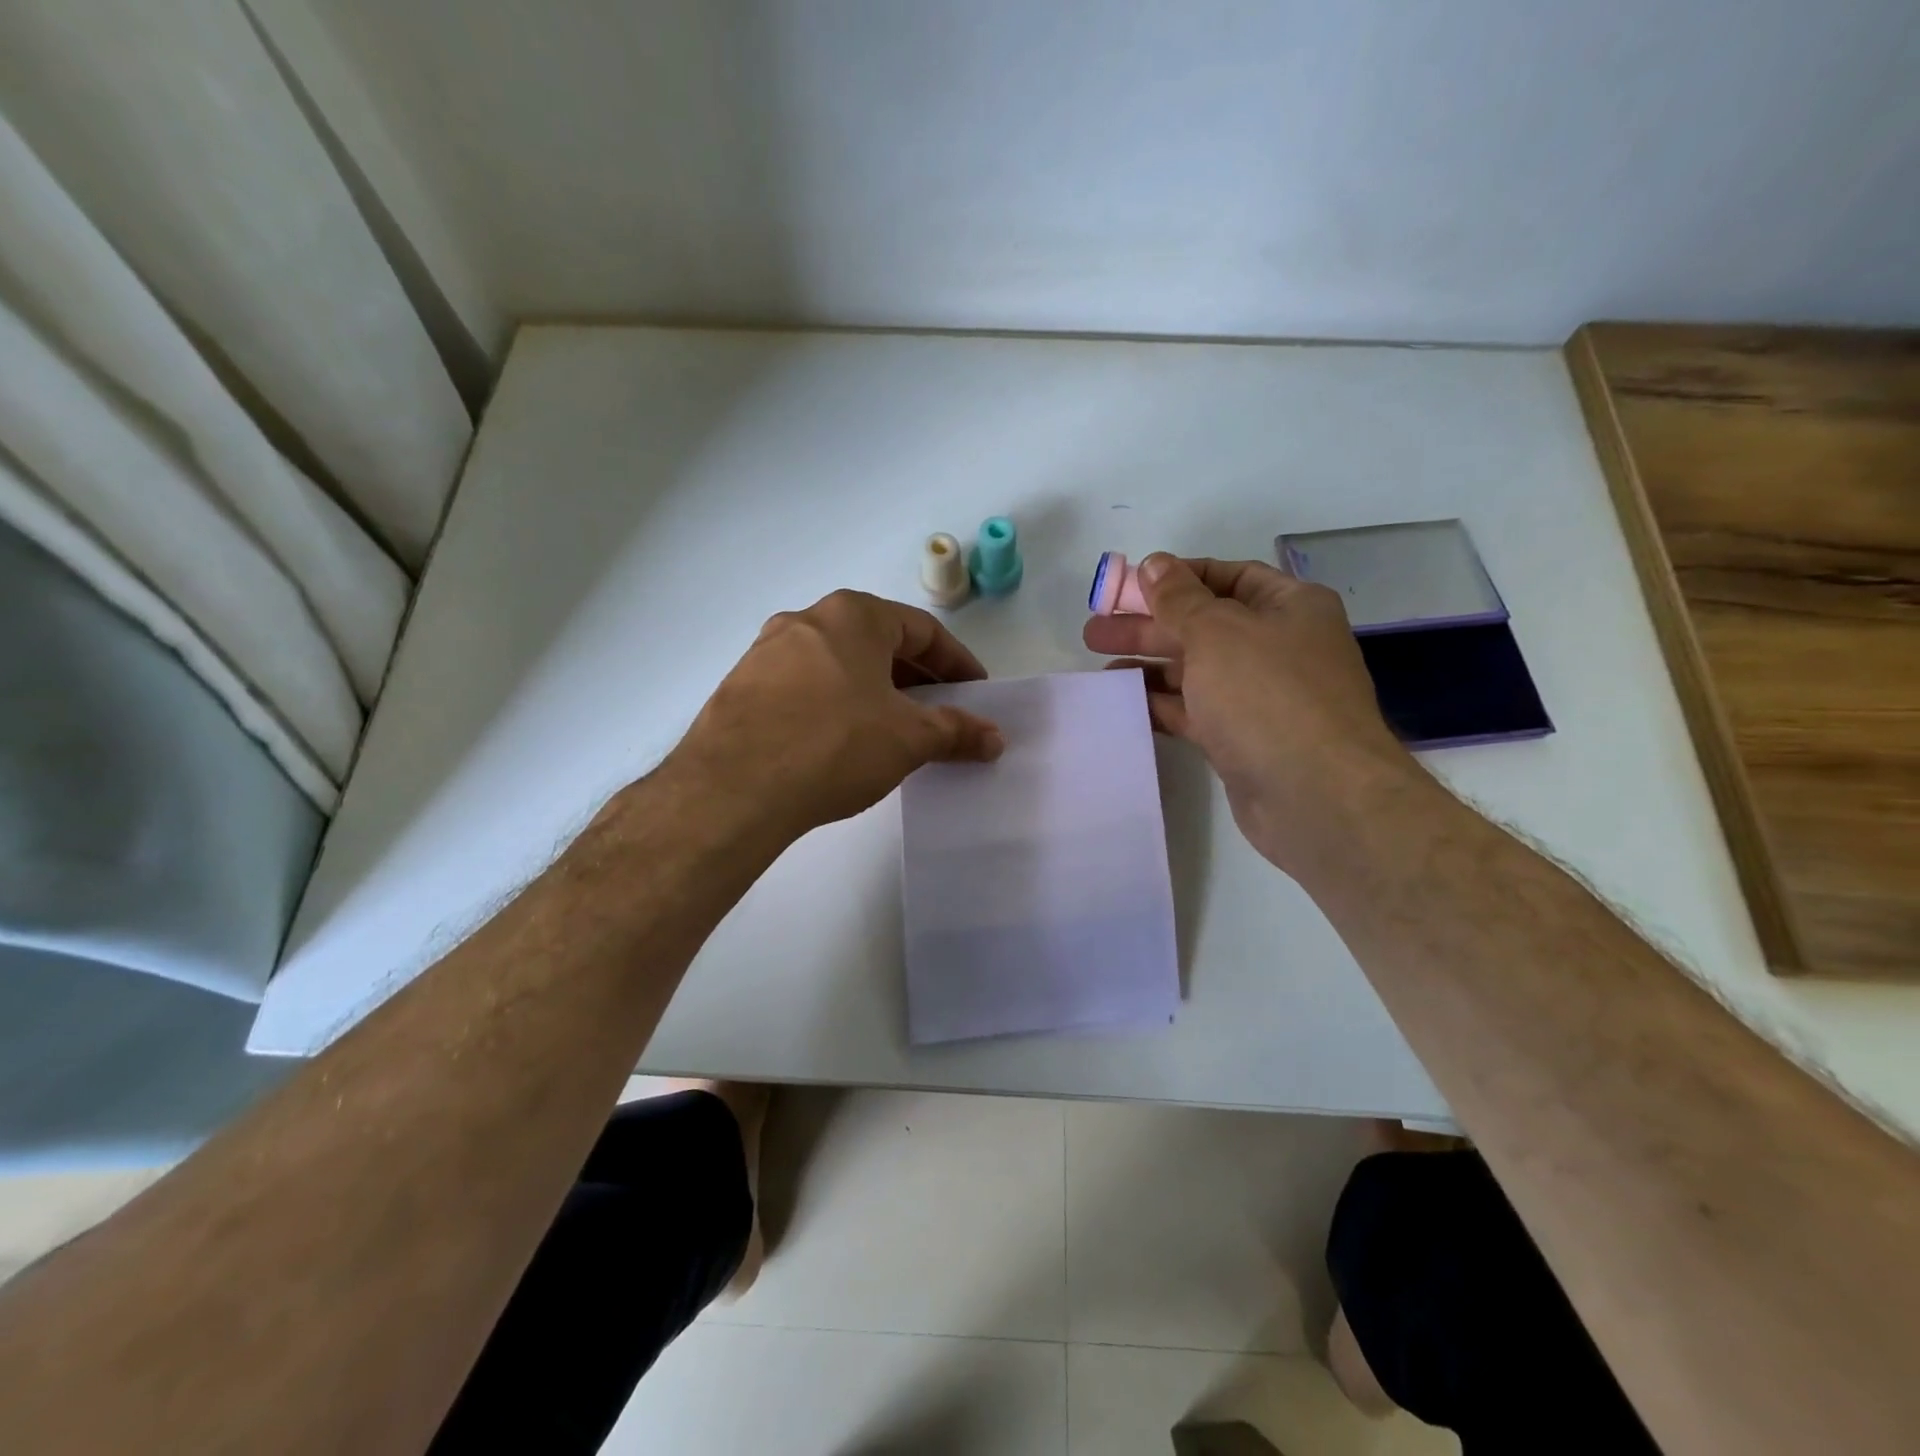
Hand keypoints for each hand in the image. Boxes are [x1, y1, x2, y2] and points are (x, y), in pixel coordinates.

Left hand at [669, 590, 1004, 841]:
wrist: (731, 789)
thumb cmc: (834, 745)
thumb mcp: (907, 739)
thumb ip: (956, 732)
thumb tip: (994, 738)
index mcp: (852, 615)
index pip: (922, 629)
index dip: (957, 662)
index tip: (975, 693)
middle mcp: (806, 620)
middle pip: (878, 641)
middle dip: (916, 677)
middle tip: (939, 712)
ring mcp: (766, 652)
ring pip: (839, 663)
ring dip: (874, 690)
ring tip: (893, 729)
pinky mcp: (741, 687)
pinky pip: (805, 686)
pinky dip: (836, 704)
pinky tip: (841, 741)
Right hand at [1083, 554, 1420, 875]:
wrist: (1315, 794)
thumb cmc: (1267, 694)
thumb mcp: (1216, 632)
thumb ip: (1178, 598)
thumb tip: (1154, 564)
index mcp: (1288, 606)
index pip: (1227, 576)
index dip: (1176, 577)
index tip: (1128, 586)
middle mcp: (1278, 646)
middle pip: (1203, 624)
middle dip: (1149, 625)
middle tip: (1095, 630)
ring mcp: (1261, 695)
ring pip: (1195, 670)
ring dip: (1149, 665)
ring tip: (1099, 668)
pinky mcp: (1242, 737)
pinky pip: (1194, 709)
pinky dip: (1160, 703)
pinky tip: (1123, 700)